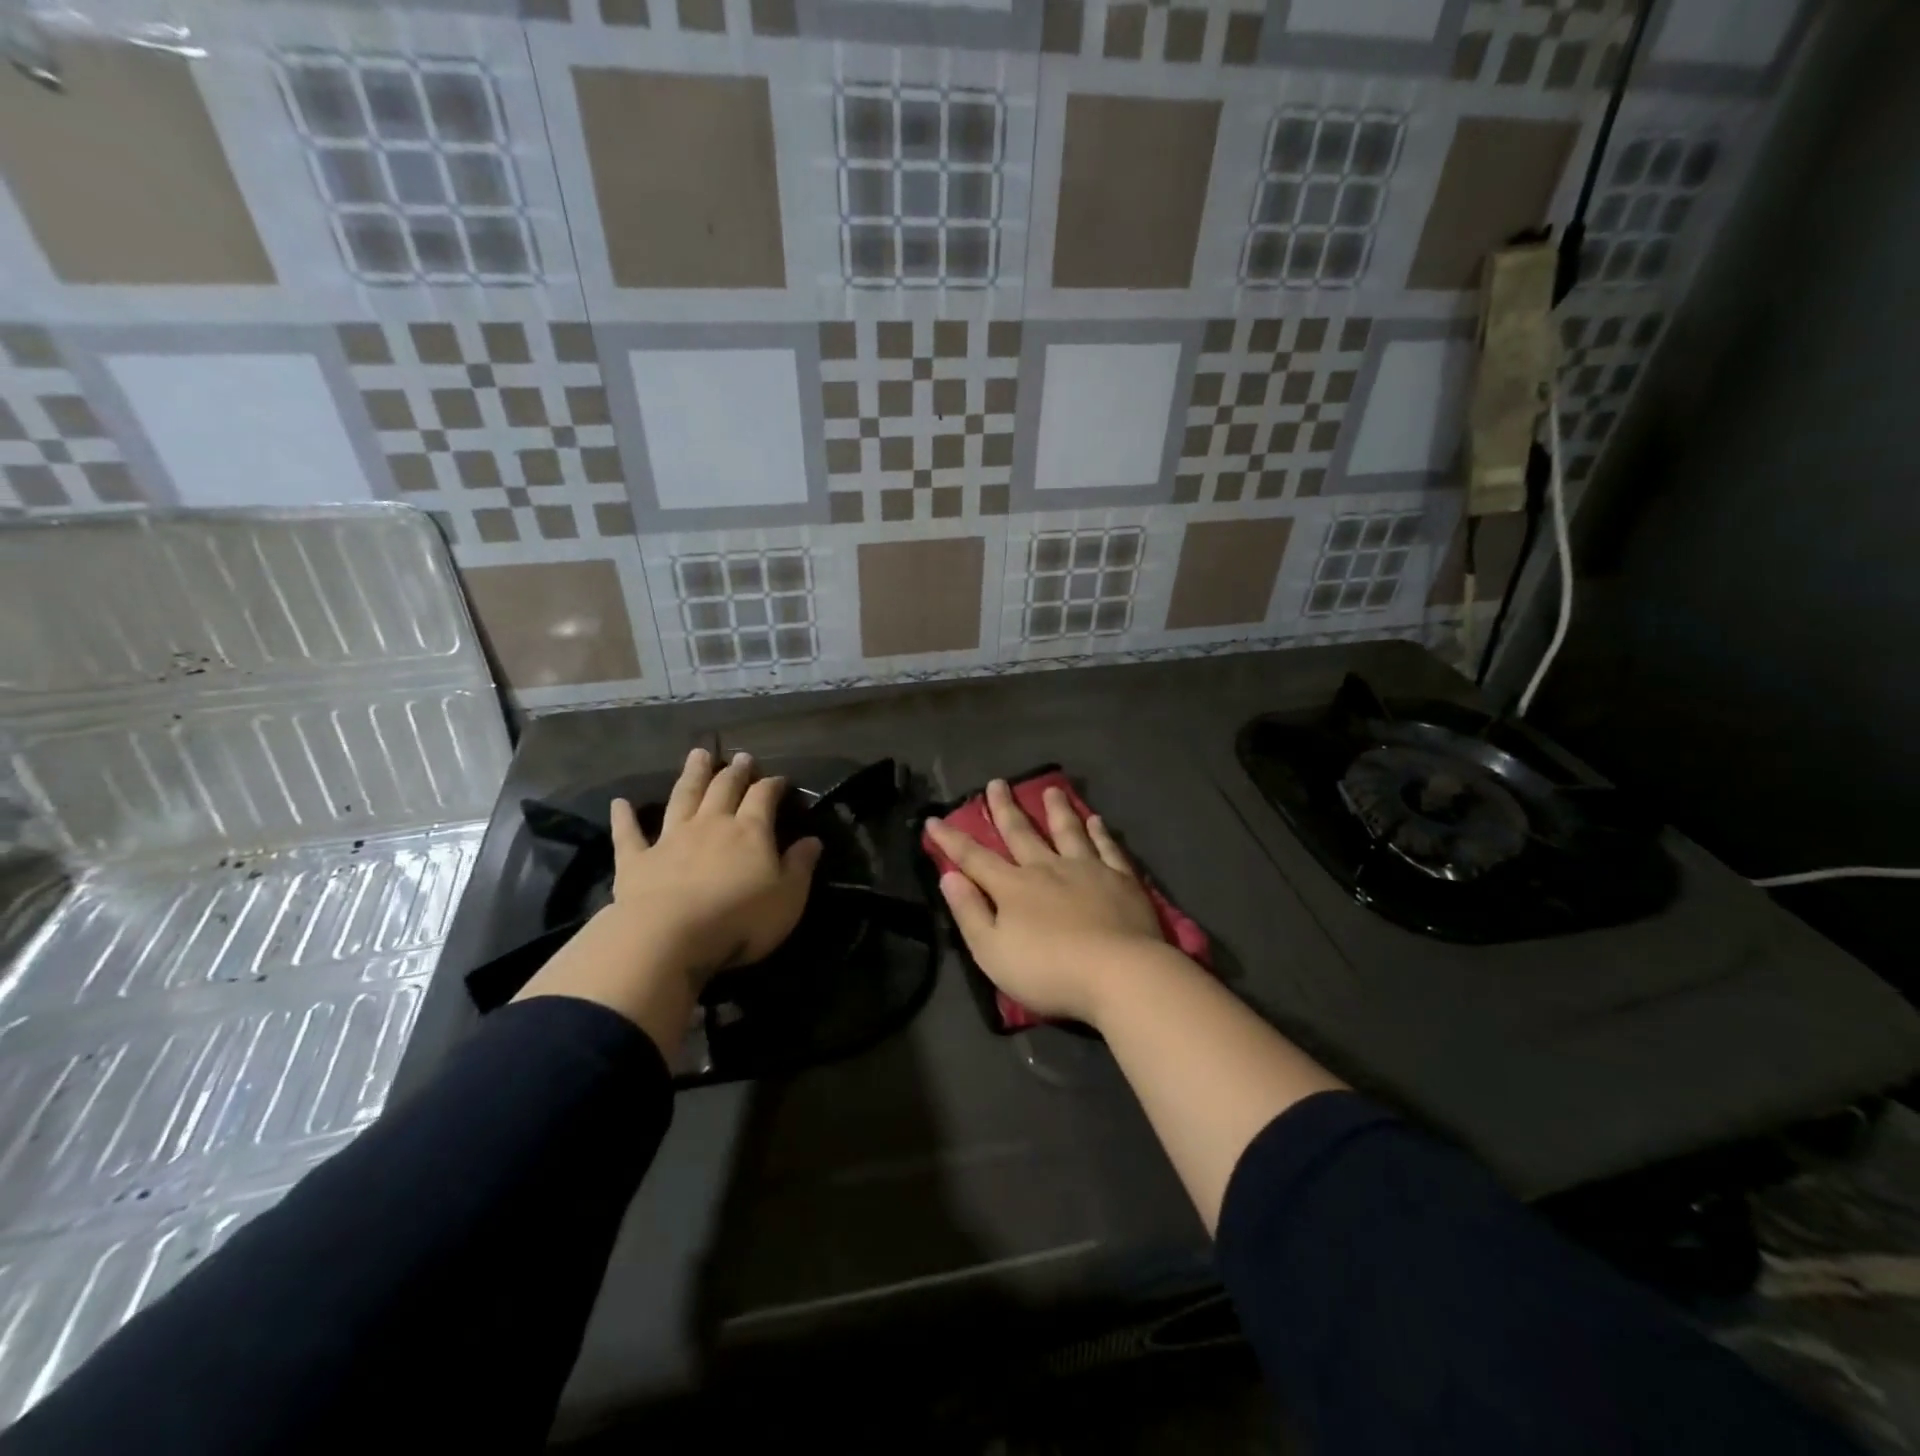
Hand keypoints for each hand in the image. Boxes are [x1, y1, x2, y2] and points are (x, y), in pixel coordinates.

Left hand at [515, 747, 821, 1049]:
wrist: (670, 937)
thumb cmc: (740, 919)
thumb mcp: (788, 897)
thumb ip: (800, 866)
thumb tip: (813, 840)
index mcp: (749, 831)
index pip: (763, 797)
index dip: (773, 785)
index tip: (780, 780)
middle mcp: (710, 825)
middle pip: (723, 789)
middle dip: (734, 772)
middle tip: (741, 757)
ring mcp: (671, 839)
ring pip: (682, 798)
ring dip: (691, 775)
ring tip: (697, 755)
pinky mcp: (636, 860)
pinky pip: (629, 835)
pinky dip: (624, 818)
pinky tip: (619, 804)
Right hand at [926, 780, 1165, 1024]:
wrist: (1118, 973)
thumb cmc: (1048, 970)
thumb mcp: (992, 951)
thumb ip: (970, 912)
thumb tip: (949, 876)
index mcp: (1013, 887)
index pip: (974, 858)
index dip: (951, 839)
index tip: (934, 819)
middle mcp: (1047, 868)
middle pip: (1021, 833)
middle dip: (1005, 808)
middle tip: (997, 782)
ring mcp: (1087, 870)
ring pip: (1067, 831)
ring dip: (1056, 809)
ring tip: (1050, 789)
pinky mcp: (1120, 879)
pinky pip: (1107, 848)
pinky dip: (1100, 832)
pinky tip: (1097, 821)